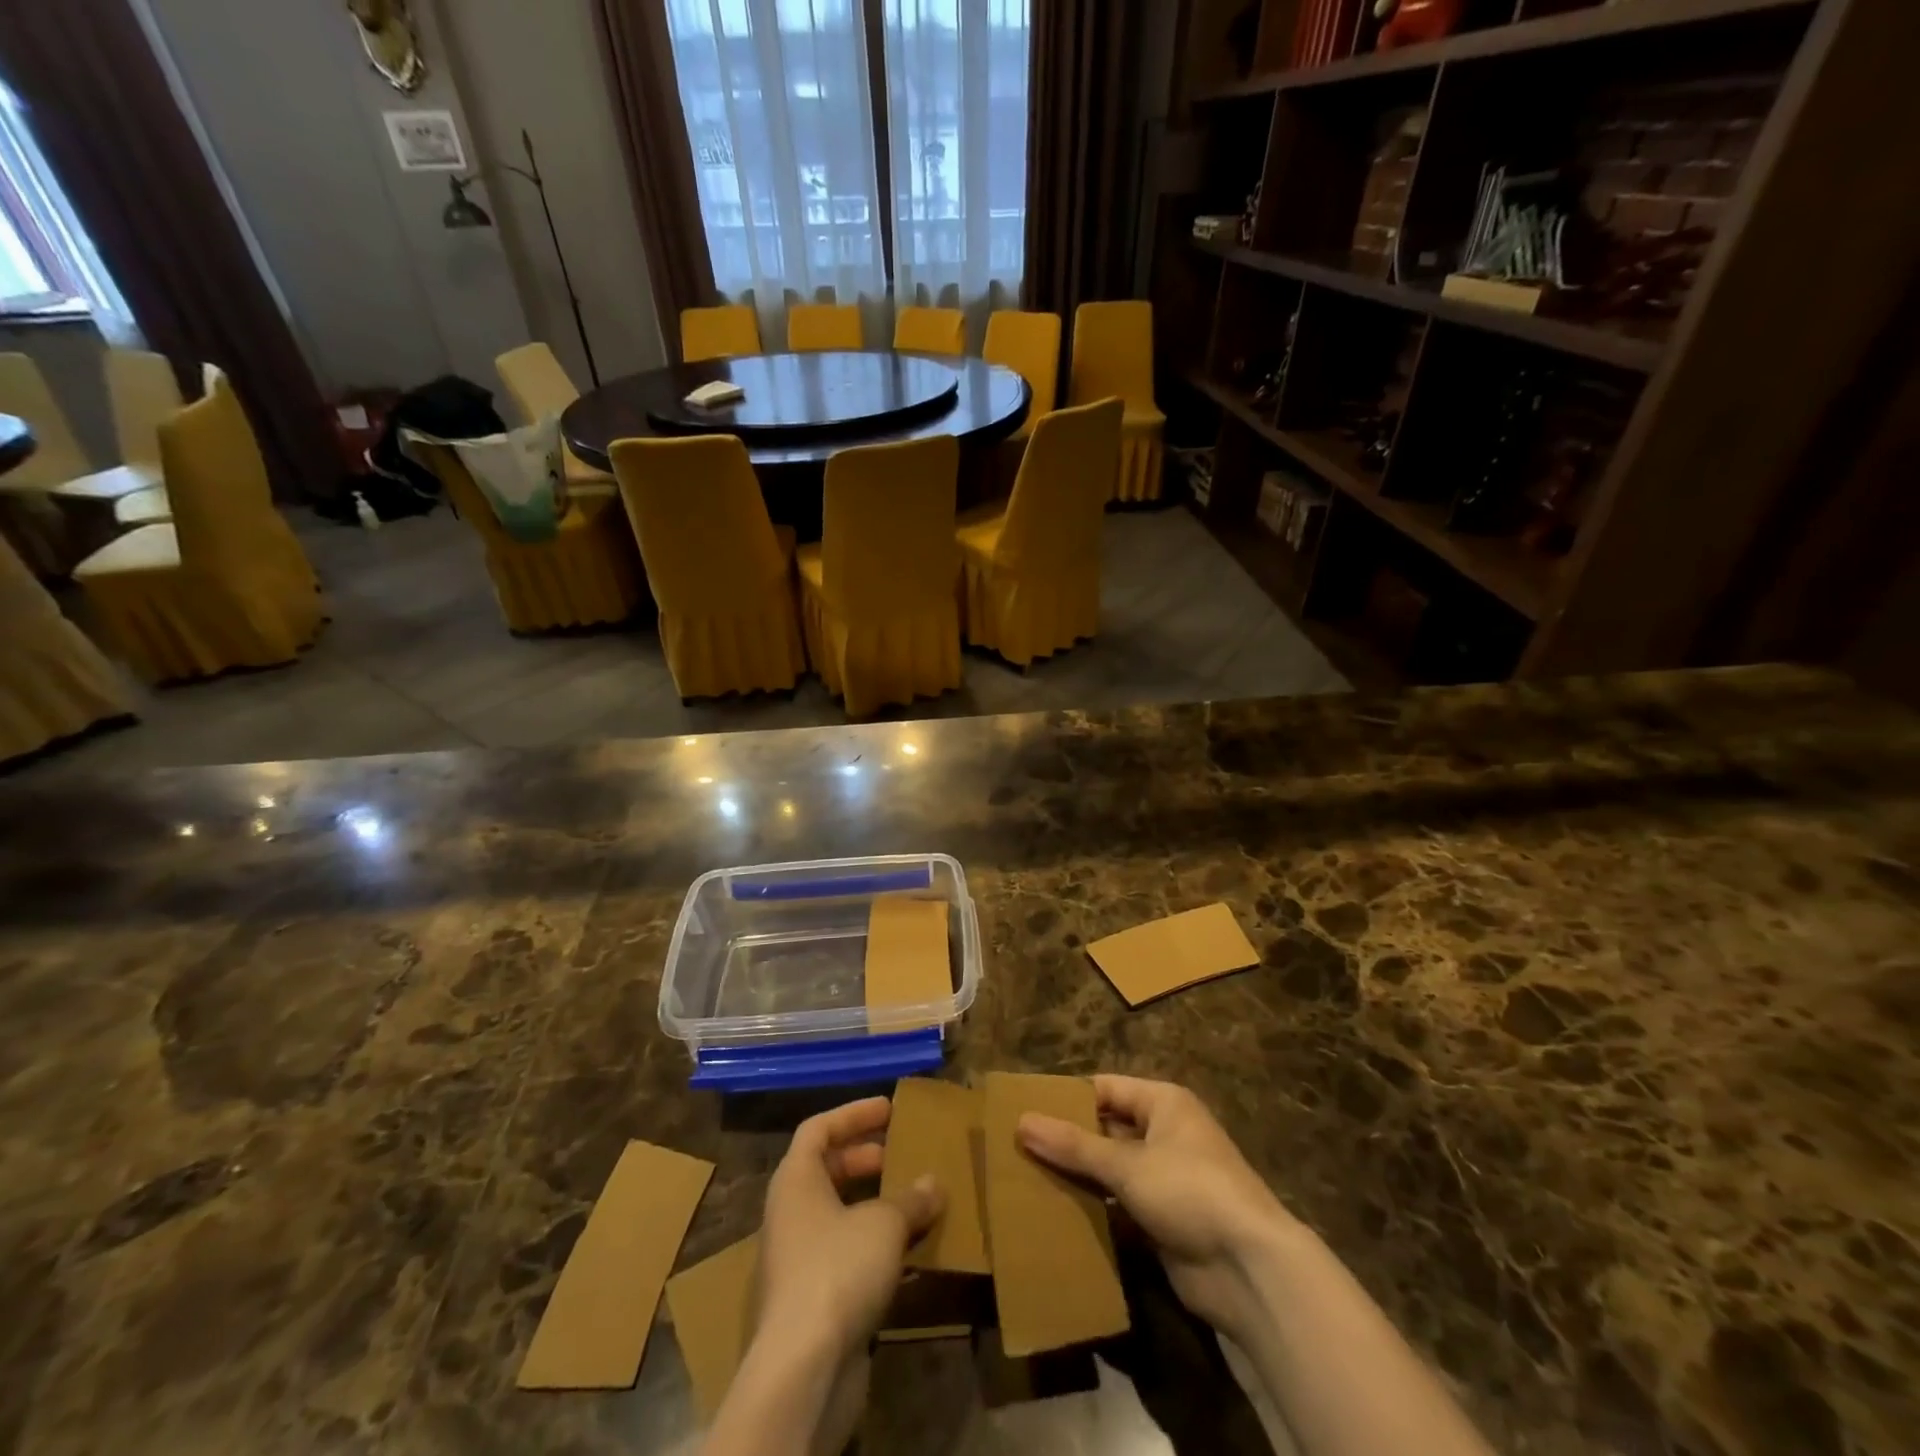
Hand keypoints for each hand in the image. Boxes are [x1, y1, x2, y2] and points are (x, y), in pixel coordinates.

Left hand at [758, 1096, 943, 1363]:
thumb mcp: (885, 1223)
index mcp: (796, 1180)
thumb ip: (911, 1199)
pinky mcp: (813, 1300)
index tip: (889, 1109)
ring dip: (875, 1206)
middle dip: (865, 1159)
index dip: (854, 1114)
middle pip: (826, 1170)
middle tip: (900, 1154)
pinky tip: (912, 1254)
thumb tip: (933, 1184)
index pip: (818, 1128)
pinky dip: (876, 1247)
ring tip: (914, 1201)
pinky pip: (847, 1255)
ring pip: (838, 1215)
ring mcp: (798, 1258)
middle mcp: (790, 1213)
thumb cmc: (839, 1269)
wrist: (804, 1367)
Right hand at [1018, 1075, 1295, 1344]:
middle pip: (1107, 1128)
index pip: (1105, 1089)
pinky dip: (1094, 1206)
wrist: (1250, 1270)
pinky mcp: (1163, 1219)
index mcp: (1163, 1103)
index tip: (1024, 1109)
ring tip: (1026, 1177)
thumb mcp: (1127, 1164)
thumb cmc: (1190, 1191)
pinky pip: (1119, 1203)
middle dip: (1068, 1139)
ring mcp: (1165, 1178)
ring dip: (1078, 1175)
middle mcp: (1165, 1133)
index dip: (1067, 1098)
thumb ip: (1074, 1145)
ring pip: (1111, 1167)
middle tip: (1017, 1146)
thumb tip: (1021, 1122)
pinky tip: (1057, 1211)